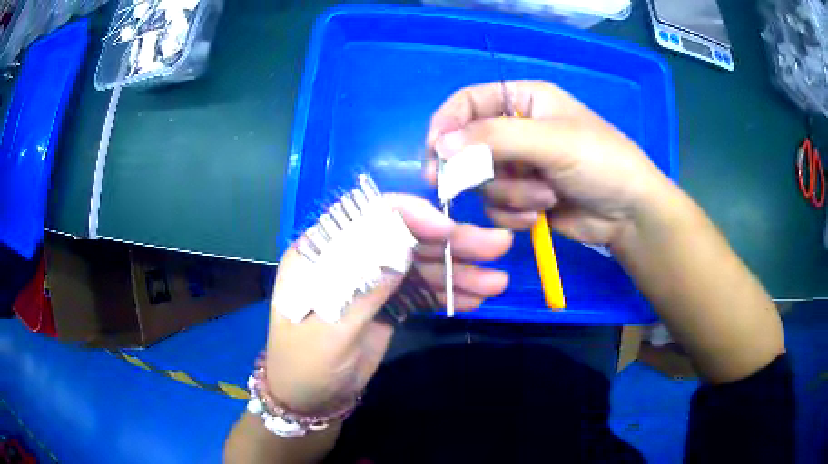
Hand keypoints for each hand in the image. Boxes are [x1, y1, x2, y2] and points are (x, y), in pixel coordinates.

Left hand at [265, 194, 511, 413]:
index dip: (410, 216)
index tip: (448, 230)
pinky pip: (422, 290)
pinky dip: (448, 292)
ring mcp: (371, 280)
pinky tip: (475, 298)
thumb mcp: (329, 331)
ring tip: (497, 282)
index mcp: (321, 252)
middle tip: (498, 246)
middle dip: (452, 242)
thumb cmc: (305, 365)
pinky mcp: (387, 301)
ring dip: (459, 271)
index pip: (367, 216)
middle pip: (405, 237)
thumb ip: (362, 288)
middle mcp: (349, 257)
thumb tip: (401, 246)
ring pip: (420, 265)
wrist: (308, 398)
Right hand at [426, 80, 676, 245]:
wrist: (629, 214)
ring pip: (483, 183)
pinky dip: (515, 215)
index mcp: (523, 100)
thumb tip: (441, 145)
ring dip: (512, 195)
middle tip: (464, 185)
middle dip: (480, 170)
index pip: (467, 102)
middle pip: (468, 146)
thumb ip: (495, 138)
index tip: (435, 154)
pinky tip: (543, 216)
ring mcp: (518, 167)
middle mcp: (516, 130)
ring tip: (546, 197)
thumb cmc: (601, 163)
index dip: (446, 125)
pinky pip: (496, 207)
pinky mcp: (522, 199)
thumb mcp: (551, 142)